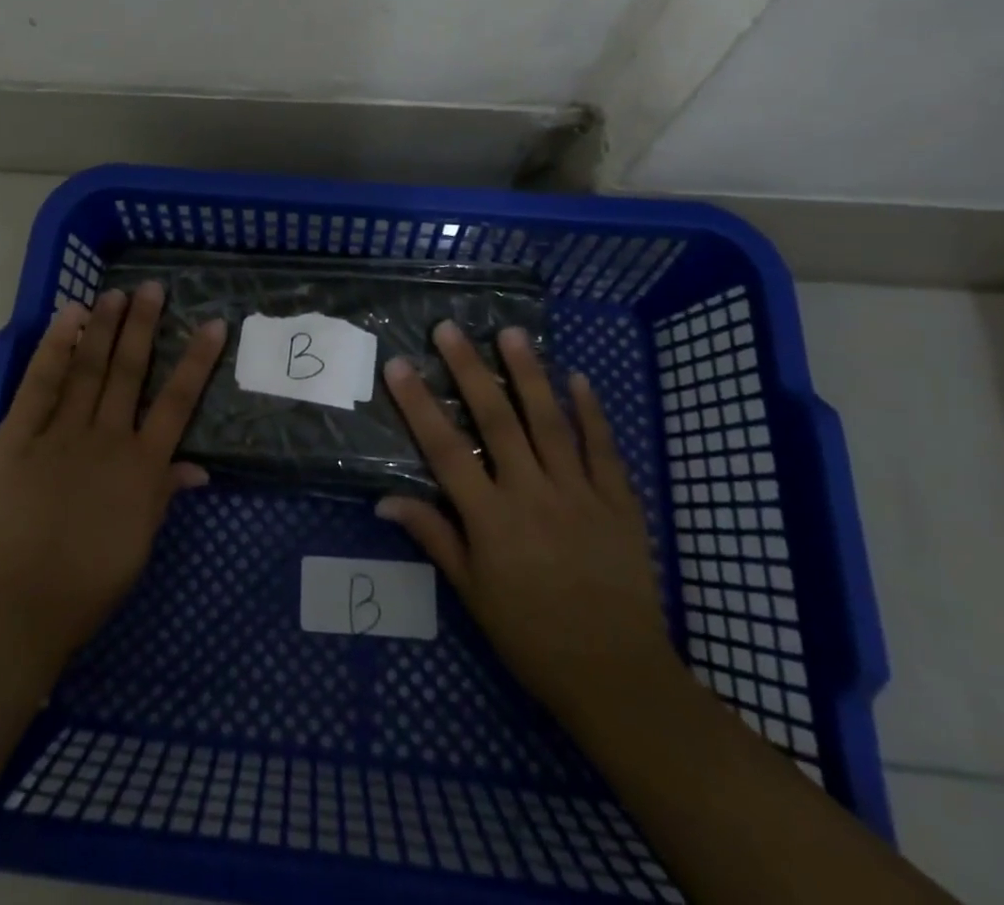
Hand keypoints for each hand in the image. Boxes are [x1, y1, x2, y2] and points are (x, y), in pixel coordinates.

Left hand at [0, 284, 226, 674]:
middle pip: (129, 372)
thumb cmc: (79, 591)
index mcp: (141, 469)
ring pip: (88, 368)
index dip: (196, 360)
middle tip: (152, 288)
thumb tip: (197, 468)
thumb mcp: (135, 549)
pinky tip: (68, 317)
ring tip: (116, 293)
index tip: (211, 324)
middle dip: (143, 326)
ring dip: (103, 327)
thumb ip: (162, 498)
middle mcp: (106, 439)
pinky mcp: (16, 436)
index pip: (177, 403)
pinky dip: (55, 346)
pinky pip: (40, 382)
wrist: (7, 613)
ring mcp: (60, 433)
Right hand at [377, 321, 677, 727]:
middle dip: (470, 370)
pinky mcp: (620, 503)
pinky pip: (604, 448)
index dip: (419, 404)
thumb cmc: (531, 636)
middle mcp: (532, 494)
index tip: (399, 365)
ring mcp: (580, 494)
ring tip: (511, 332)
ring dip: (529, 373)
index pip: (446, 450)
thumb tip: (384, 501)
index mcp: (491, 519)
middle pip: (496, 420)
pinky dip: (592, 412)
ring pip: (549, 421)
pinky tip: (578, 378)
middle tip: (450, 328)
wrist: (616, 675)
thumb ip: (433, 537)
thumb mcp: (472, 593)